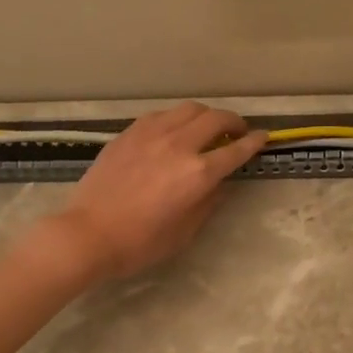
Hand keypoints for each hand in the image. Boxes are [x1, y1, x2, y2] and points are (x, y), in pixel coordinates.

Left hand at [40, 103, 266, 281]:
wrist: (88, 233)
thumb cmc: (140, 243)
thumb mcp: (185, 231)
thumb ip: (208, 202)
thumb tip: (220, 183)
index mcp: (198, 173)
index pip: (236, 149)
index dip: (254, 142)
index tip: (263, 137)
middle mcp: (179, 145)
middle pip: (216, 119)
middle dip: (234, 122)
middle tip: (237, 131)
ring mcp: (152, 134)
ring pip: (188, 109)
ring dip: (205, 115)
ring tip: (206, 128)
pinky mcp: (130, 132)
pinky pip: (162, 115)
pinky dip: (176, 119)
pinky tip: (173, 131)